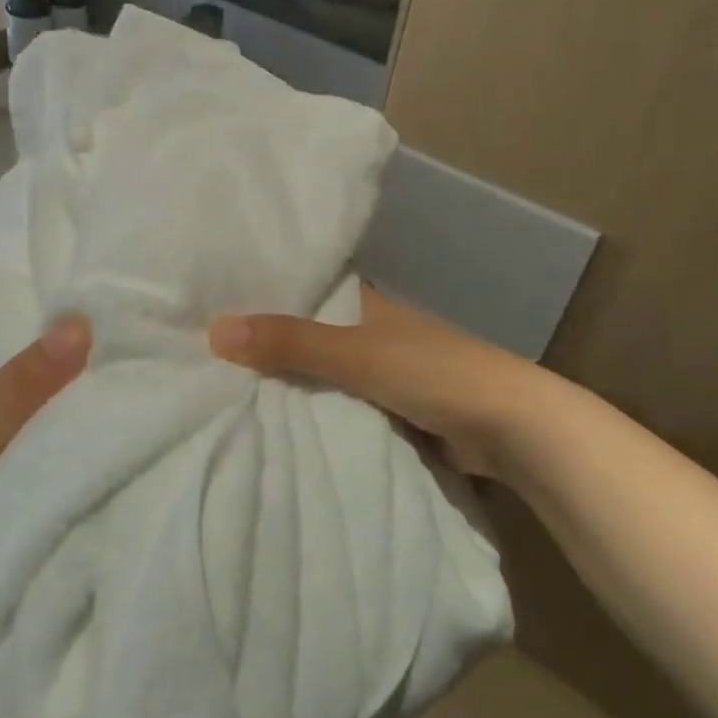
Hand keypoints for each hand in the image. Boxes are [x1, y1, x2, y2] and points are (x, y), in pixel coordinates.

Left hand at [0, 317, 91, 653]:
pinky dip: (38, 499)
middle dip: (49, 405)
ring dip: (47, 454)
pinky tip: (80, 500)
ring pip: (12, 457)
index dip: (30, 352)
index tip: (82, 345)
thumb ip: (25, 386)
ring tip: (109, 446)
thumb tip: (82, 320)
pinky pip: (13, 502)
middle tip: (107, 401)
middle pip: (7, 410)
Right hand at [209, 287, 541, 480]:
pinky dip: (318, 414)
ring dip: (292, 384)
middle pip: (311, 336)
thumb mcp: (356, 354)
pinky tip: (278, 424)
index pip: (306, 290)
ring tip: (227, 391)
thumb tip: (214, 330)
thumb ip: (291, 343)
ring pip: (326, 375)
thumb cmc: (434, 373)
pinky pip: (344, 408)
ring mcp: (387, 373)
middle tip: (206, 355)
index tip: (213, 304)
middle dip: (270, 346)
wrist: (510, 427)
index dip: (265, 296)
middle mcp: (374, 331)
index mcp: (368, 303)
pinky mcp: (396, 411)